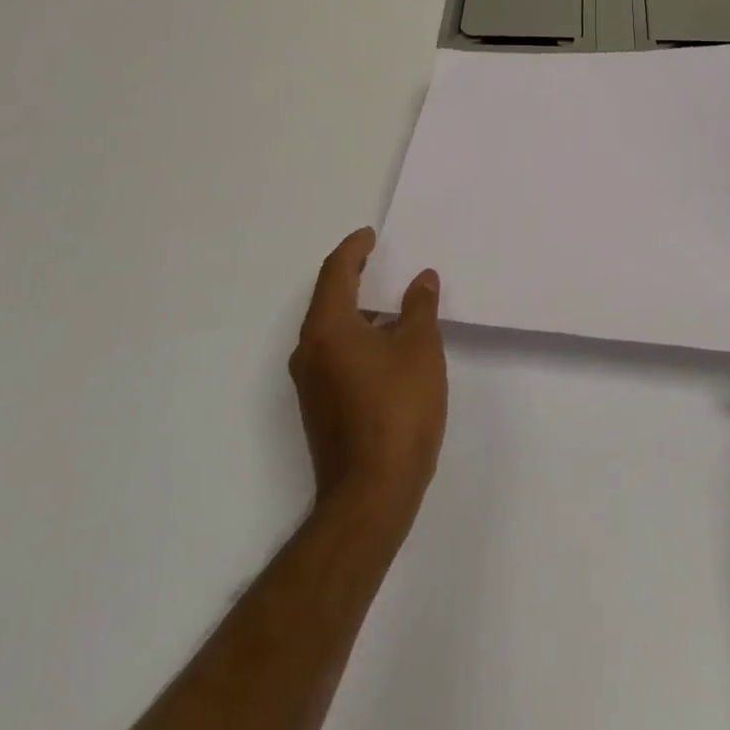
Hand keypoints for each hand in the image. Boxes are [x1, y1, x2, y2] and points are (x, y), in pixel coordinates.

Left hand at [288, 228, 446, 538]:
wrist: (371, 494)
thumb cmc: (397, 409)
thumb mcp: (419, 348)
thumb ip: (419, 307)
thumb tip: (420, 279)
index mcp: (327, 329)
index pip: (335, 272)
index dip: (353, 249)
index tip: (371, 235)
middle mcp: (309, 351)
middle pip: (329, 299)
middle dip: (354, 275)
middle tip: (381, 260)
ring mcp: (311, 383)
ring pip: (332, 329)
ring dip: (359, 309)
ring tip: (392, 301)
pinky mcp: (320, 407)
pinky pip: (336, 353)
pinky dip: (358, 336)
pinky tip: (389, 345)